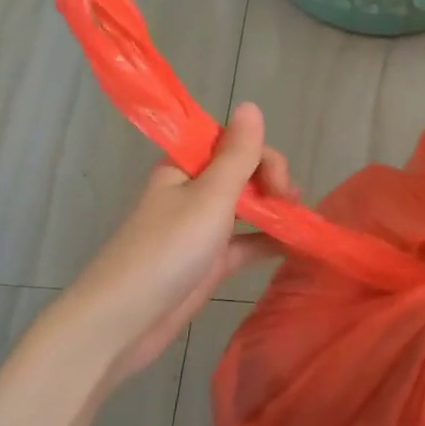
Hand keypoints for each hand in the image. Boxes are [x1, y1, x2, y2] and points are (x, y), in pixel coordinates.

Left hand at [0, 104, 290, 425]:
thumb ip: (237, 155)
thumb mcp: (209, 197)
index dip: (261, 156)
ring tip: (301, 223)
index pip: (233, 144)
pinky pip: (246, 243)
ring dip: (274, 211)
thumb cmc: (167, 250)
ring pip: (247, 209)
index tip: (280, 184)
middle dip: (272, 182)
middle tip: (292, 205)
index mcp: (185, 167)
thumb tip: (251, 105)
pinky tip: (296, 247)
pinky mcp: (209, 263)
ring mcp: (202, 229)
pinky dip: (269, 242)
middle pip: (243, 174)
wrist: (123, 320)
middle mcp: (194, 192)